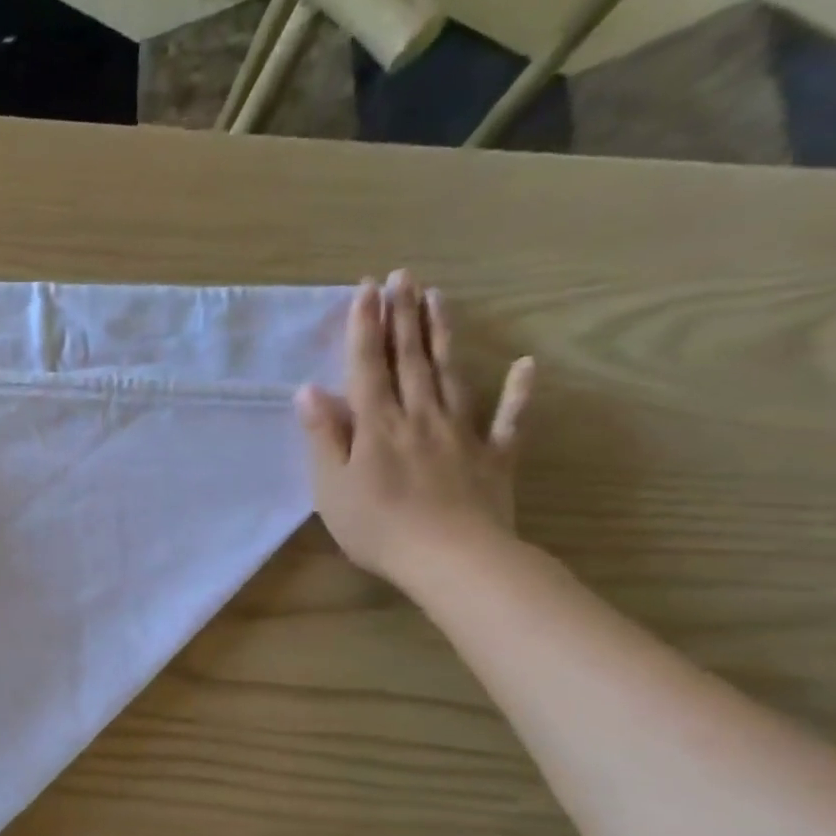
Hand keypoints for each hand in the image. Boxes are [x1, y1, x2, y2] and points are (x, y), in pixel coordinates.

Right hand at [295, 272, 534, 591]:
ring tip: (439, 298)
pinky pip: (509, 418)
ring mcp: (461, 432)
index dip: (366, 327)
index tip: (366, 289)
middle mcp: (419, 416)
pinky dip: (520, 391)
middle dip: (403, 316)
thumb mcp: (331, 487)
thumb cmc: (378, 528)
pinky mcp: (495, 454)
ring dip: (443, 335)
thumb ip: (323, 437)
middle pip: (410, 359)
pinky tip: (526, 364)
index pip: (368, 366)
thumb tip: (309, 391)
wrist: (452, 559)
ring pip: (451, 374)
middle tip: (402, 276)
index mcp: (377, 426)